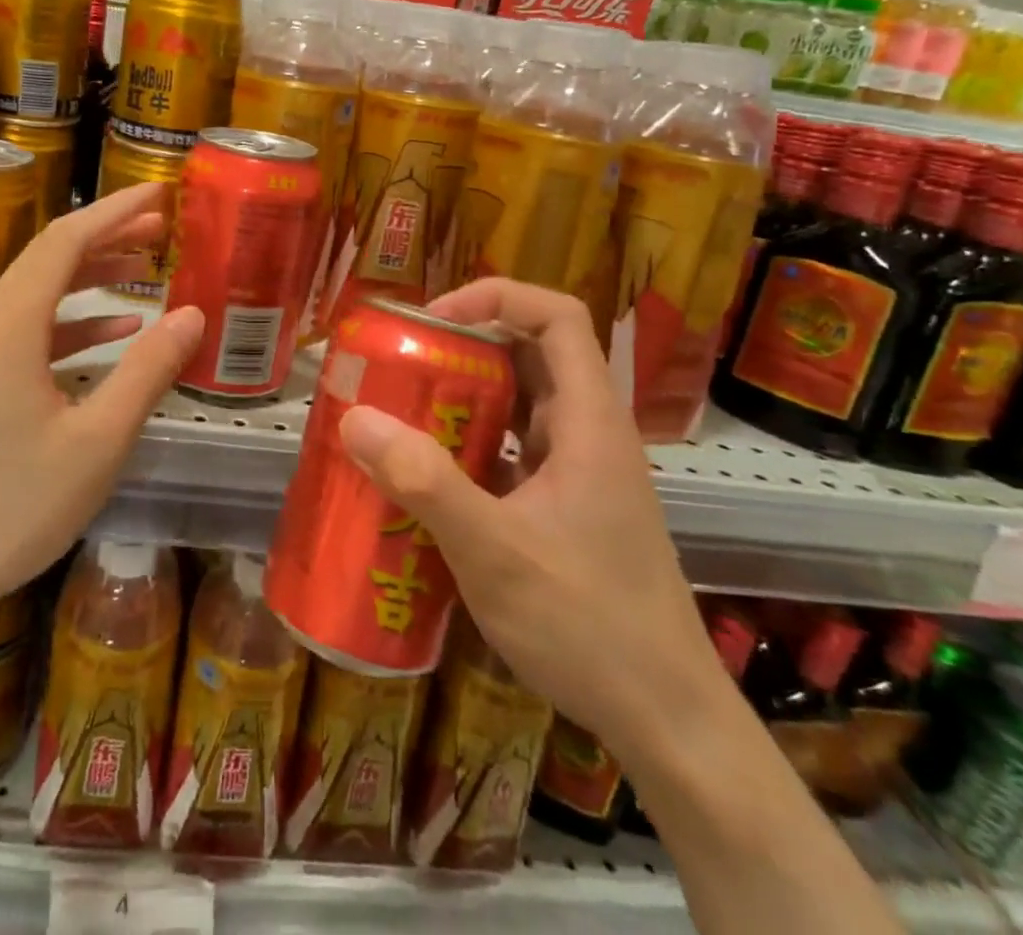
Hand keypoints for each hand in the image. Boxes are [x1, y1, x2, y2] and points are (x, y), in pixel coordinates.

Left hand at [0, 183, 203, 640]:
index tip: (159, 194)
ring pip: (41, 292)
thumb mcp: (97, 440)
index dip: (114, 211)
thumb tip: (191, 313)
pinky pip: (32, 330)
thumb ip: (147, 370)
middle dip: (107, 235)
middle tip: (163, 226)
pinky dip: (75, 321)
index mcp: (11, 326)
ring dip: (92, 275)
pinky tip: (114, 332)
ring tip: (146, 267)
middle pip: (50, 258)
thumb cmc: (13, 506)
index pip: (65, 241)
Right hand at [336, 277, 722, 757]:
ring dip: (463, 398)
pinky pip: (514, 451)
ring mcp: (581, 472)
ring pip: (520, 404)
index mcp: (589, 422)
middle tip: (399, 365)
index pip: (558, 316)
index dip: (496, 298)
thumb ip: (425, 482)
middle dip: (463, 348)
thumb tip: (354, 417)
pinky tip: (428, 477)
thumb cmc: (590, 625)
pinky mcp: (567, 507)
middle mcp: (589, 433)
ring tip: (401, 412)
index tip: (433, 321)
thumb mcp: (495, 552)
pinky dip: (471, 446)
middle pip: (530, 354)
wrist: (668, 724)